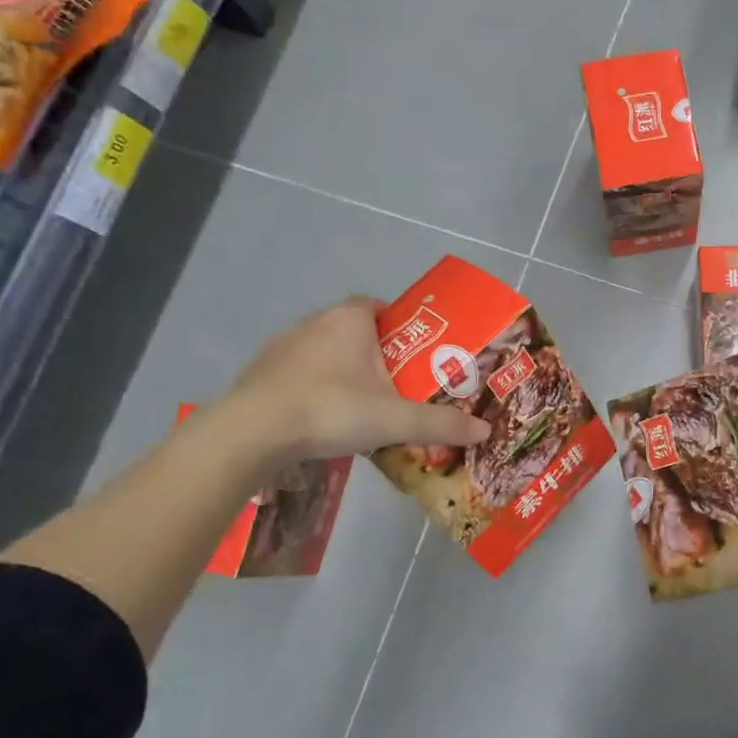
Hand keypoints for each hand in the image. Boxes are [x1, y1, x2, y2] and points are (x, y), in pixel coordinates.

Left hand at [218, 298, 491, 463]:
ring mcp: (282, 347)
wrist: (252, 432)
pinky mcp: (261, 373)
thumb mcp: (395, 420)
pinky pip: (298, 373)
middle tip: (397, 383)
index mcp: (349, 321)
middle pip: (353, 329)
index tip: (413, 349)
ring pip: (323, 352)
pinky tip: (323, 418)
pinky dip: (314, 388)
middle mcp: (314, 323)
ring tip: (362, 404)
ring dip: (342, 370)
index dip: (397, 322)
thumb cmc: (331, 410)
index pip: (377, 305)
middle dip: (375, 352)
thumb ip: (441, 424)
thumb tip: (485, 431)